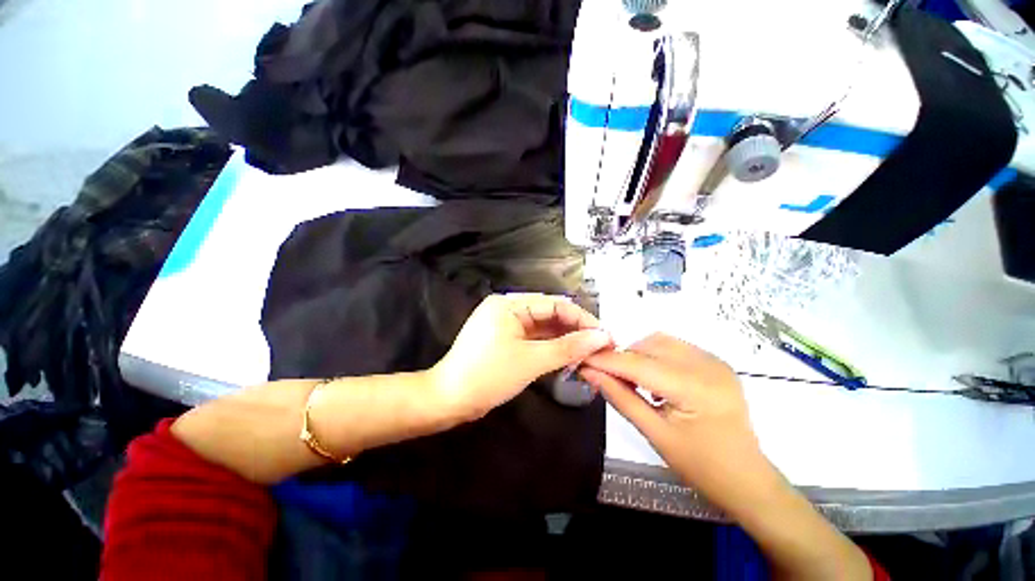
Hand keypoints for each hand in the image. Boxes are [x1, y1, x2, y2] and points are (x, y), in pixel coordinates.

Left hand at [431, 294, 612, 420]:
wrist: (449, 400)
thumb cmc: (488, 376)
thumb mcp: (531, 360)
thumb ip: (569, 347)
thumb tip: (602, 337)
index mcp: (509, 304)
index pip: (554, 304)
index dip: (581, 318)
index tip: (605, 335)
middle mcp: (507, 308)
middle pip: (549, 313)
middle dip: (574, 329)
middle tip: (600, 345)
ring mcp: (505, 324)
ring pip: (542, 327)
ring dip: (564, 339)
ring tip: (589, 351)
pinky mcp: (504, 339)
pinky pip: (533, 338)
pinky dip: (550, 346)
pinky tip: (568, 355)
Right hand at [580, 333, 768, 497]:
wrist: (748, 480)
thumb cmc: (702, 467)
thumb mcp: (655, 434)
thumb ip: (620, 398)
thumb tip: (590, 373)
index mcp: (694, 387)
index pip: (637, 363)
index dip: (605, 360)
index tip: (581, 359)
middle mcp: (707, 364)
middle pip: (649, 345)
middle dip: (622, 356)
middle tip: (607, 375)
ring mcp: (715, 361)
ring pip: (661, 341)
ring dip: (639, 354)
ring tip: (633, 380)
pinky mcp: (716, 363)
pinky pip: (676, 347)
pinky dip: (656, 357)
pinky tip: (656, 380)